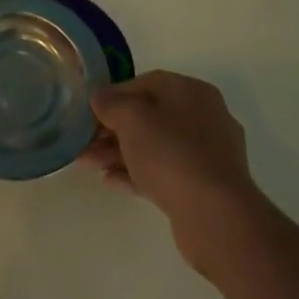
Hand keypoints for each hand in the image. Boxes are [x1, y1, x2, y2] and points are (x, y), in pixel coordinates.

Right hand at [80, 71, 264, 271]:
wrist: (215, 215)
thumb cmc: (171, 153)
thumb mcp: (131, 118)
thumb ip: (111, 103)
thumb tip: (100, 98)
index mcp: (192, 92)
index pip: (147, 82)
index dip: (114, 94)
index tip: (90, 110)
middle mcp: (204, 118)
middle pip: (150, 116)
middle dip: (112, 128)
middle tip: (83, 141)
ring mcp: (207, 155)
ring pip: (154, 147)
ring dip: (119, 153)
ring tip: (87, 164)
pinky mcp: (204, 188)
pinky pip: (164, 173)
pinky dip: (137, 174)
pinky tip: (110, 181)